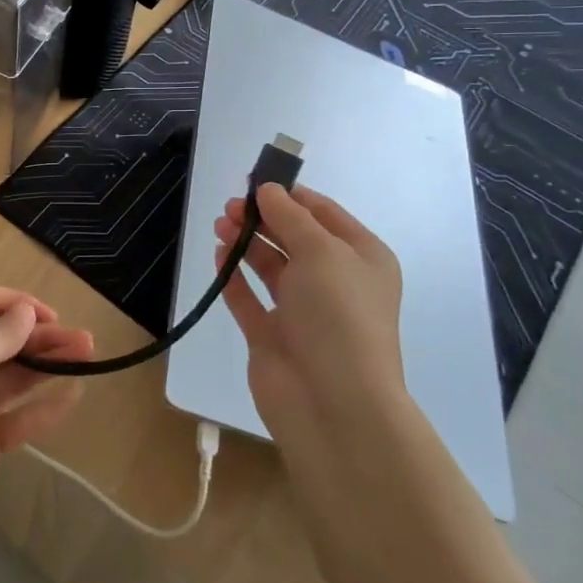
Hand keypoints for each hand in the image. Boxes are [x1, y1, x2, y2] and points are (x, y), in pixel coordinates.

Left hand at [0, 284, 95, 562]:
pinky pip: (20, 414)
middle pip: (3, 338)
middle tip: (83, 338)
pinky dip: (45, 404)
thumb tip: (25, 310)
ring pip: (16, 374)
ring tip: (88, 354)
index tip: (45, 313)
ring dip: (50, 363)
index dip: (12, 301)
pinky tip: (75, 392)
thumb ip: (3, 332)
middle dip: (42, 335)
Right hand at [213, 183, 406, 441]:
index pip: (325, 214)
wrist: (332, 402)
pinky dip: (234, 276)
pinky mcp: (273, 335)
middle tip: (231, 206)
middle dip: (264, 217)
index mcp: (362, 259)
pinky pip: (249, 298)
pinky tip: (220, 255)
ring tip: (221, 224)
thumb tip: (268, 190)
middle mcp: (334, 282)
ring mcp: (302, 311)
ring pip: (271, 266)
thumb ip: (290, 217)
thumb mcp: (321, 252)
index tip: (256, 180)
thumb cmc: (337, 315)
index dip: (291, 195)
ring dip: (247, 242)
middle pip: (294, 238)